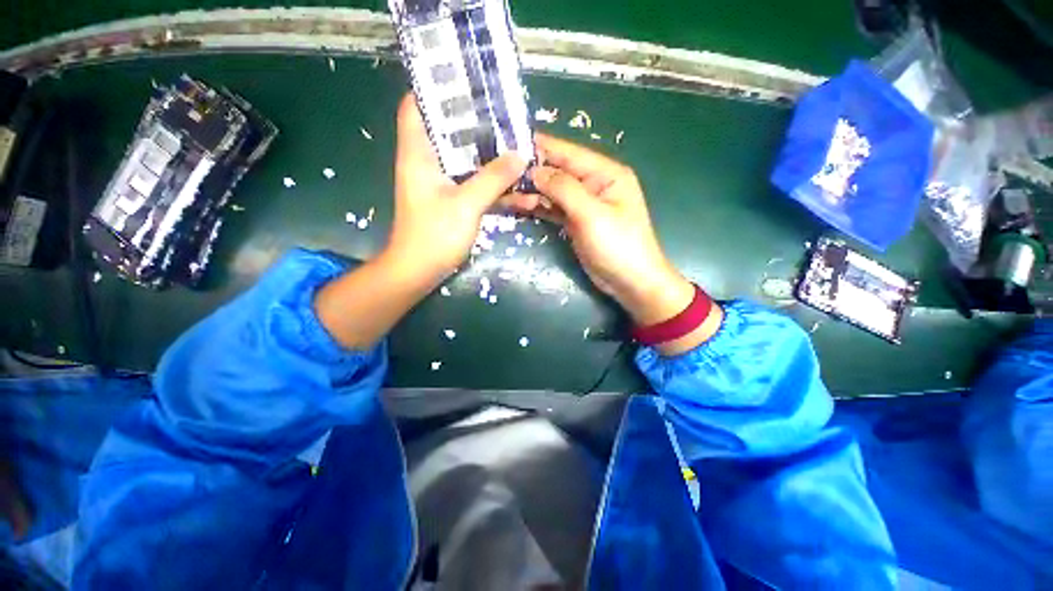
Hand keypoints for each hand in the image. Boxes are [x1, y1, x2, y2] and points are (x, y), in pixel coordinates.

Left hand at [314, 95, 525, 350]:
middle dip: (471, 118)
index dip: (435, 89)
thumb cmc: (434, 235)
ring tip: (510, 137)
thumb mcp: (466, 204)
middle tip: (501, 110)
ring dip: (482, 148)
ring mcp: (437, 181)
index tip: (466, 82)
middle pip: (444, 128)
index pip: (415, 105)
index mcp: (418, 153)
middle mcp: (424, 161)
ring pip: (459, 154)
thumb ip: (493, 178)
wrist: (419, 271)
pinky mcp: (448, 198)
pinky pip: (467, 177)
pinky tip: (506, 172)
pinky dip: (484, 174)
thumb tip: (520, 154)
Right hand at [510, 133, 691, 326]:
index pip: (568, 153)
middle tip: (498, 172)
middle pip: (557, 171)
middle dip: (530, 172)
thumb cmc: (618, 246)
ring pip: (552, 191)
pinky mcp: (576, 222)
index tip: (509, 142)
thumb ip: (564, 189)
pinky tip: (517, 206)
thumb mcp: (592, 215)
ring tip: (501, 192)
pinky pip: (553, 209)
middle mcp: (594, 184)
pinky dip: (537, 207)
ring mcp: (584, 204)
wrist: (630, 282)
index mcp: (605, 173)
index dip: (540, 147)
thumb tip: (535, 170)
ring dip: (530, 192)